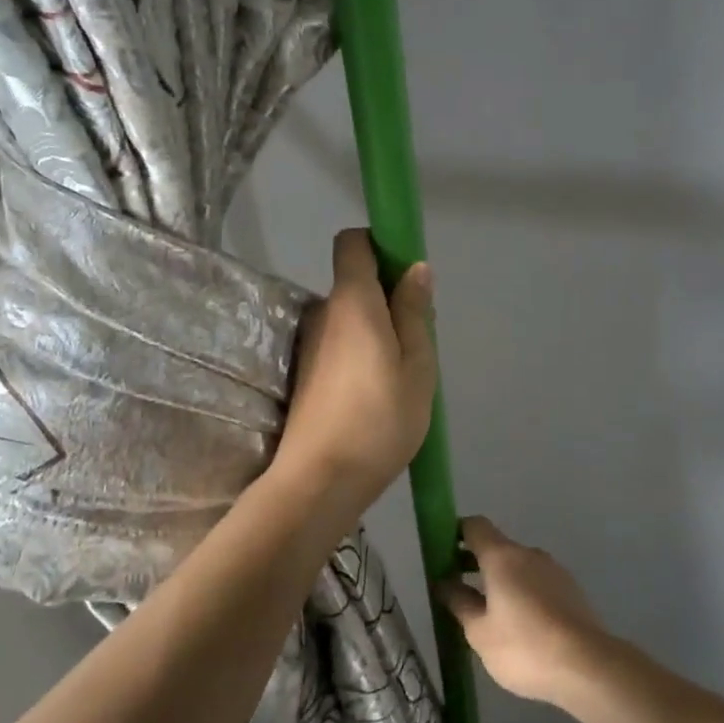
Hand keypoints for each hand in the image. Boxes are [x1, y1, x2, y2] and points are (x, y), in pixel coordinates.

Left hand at [272, 229, 437, 511]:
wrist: (320, 480)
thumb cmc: (379, 419)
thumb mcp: (416, 366)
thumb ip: (414, 313)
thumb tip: (416, 268)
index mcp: (352, 302)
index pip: (353, 243)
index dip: (380, 245)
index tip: (406, 273)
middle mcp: (324, 313)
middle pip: (355, 284)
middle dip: (388, 298)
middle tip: (417, 340)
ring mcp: (310, 345)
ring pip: (350, 320)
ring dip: (376, 332)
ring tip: (402, 376)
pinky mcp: (306, 374)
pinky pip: (340, 346)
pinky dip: (361, 356)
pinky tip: (378, 395)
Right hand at [437, 518, 613, 706]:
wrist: (588, 666)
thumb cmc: (524, 647)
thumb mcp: (480, 632)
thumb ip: (459, 603)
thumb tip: (444, 583)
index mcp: (502, 556)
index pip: (475, 526)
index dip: (456, 534)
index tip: (443, 555)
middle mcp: (529, 554)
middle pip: (497, 546)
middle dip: (475, 562)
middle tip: (457, 590)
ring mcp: (554, 570)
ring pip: (518, 566)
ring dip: (500, 580)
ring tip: (488, 615)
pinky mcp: (571, 590)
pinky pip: (537, 582)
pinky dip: (522, 593)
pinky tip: (520, 625)